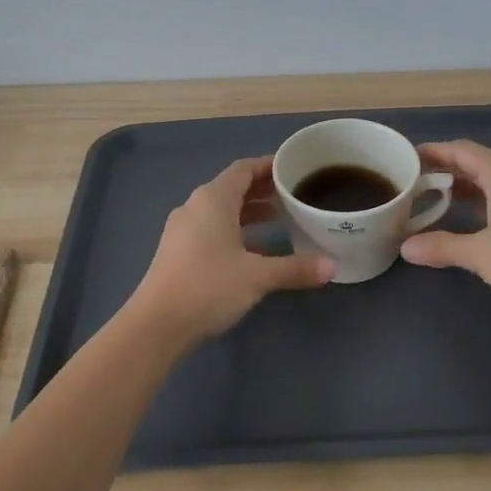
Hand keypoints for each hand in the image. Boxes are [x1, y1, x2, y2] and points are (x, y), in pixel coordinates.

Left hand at [129, 156, 335, 344]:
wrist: (157, 325)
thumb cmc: (208, 287)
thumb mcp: (258, 276)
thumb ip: (296, 268)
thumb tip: (333, 266)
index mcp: (213, 199)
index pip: (243, 169)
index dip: (268, 166)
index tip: (293, 170)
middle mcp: (195, 207)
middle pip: (233, 188)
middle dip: (263, 190)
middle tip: (294, 195)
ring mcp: (183, 230)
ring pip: (222, 211)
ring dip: (249, 212)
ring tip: (280, 219)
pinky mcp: (179, 252)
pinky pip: (212, 229)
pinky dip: (235, 230)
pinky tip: (255, 250)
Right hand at [399, 140, 490, 314]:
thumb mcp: (480, 254)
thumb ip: (442, 246)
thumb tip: (406, 247)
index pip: (462, 150)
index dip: (434, 152)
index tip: (408, 158)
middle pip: (479, 162)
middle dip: (448, 170)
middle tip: (417, 182)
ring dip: (468, 186)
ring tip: (438, 200)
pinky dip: (488, 199)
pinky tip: (475, 218)